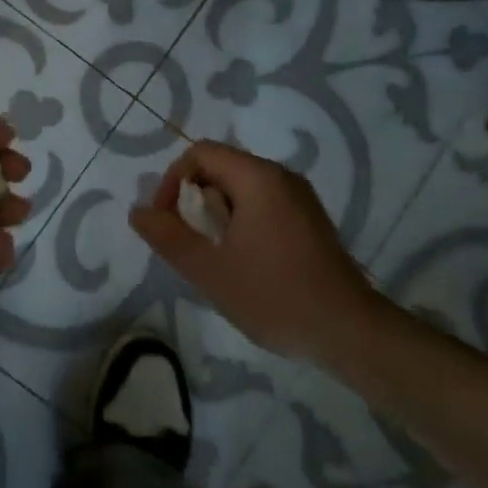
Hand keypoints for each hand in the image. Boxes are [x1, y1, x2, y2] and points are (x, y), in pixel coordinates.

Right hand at [129, 140, 386, 363]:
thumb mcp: (209, 270)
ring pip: (240, 189)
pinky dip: (241, 222)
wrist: (350, 333)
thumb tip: (138, 211)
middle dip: (194, 201)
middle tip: (189, 244)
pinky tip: (243, 262)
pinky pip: (263, 204)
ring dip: (216, 215)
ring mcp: (300, 198)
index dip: (172, 181)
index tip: (167, 222)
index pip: (200, 154)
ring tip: (214, 257)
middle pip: (220, 168)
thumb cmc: (274, 296)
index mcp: (258, 178)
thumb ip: (168, 237)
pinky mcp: (310, 220)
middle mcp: (281, 177)